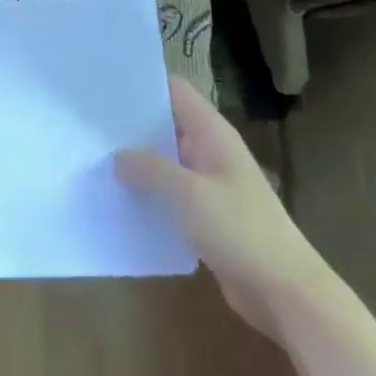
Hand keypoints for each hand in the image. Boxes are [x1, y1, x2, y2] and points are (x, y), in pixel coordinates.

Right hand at [116, 76, 328, 332]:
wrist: (285, 292)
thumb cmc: (240, 231)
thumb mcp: (189, 194)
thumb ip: (150, 169)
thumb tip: (117, 156)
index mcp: (212, 133)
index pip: (175, 90)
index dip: (143, 83)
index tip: (106, 83)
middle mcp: (211, 151)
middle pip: (167, 123)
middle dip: (132, 123)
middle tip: (89, 122)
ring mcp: (210, 183)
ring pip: (167, 160)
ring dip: (138, 161)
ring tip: (95, 157)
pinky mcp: (207, 215)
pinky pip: (171, 193)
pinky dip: (150, 192)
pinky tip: (119, 198)